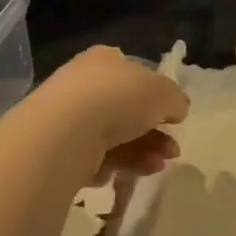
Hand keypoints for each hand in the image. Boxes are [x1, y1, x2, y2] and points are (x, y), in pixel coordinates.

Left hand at [28, 47, 189, 178]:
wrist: (66, 133)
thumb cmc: (118, 99)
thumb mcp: (164, 93)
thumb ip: (175, 100)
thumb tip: (177, 109)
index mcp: (105, 60)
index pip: (134, 74)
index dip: (157, 96)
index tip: (173, 117)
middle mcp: (83, 84)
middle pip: (127, 111)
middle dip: (154, 134)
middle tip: (173, 151)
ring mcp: (68, 117)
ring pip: (114, 138)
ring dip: (142, 153)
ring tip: (157, 166)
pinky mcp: (58, 149)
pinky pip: (93, 159)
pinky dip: (112, 167)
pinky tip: (120, 174)